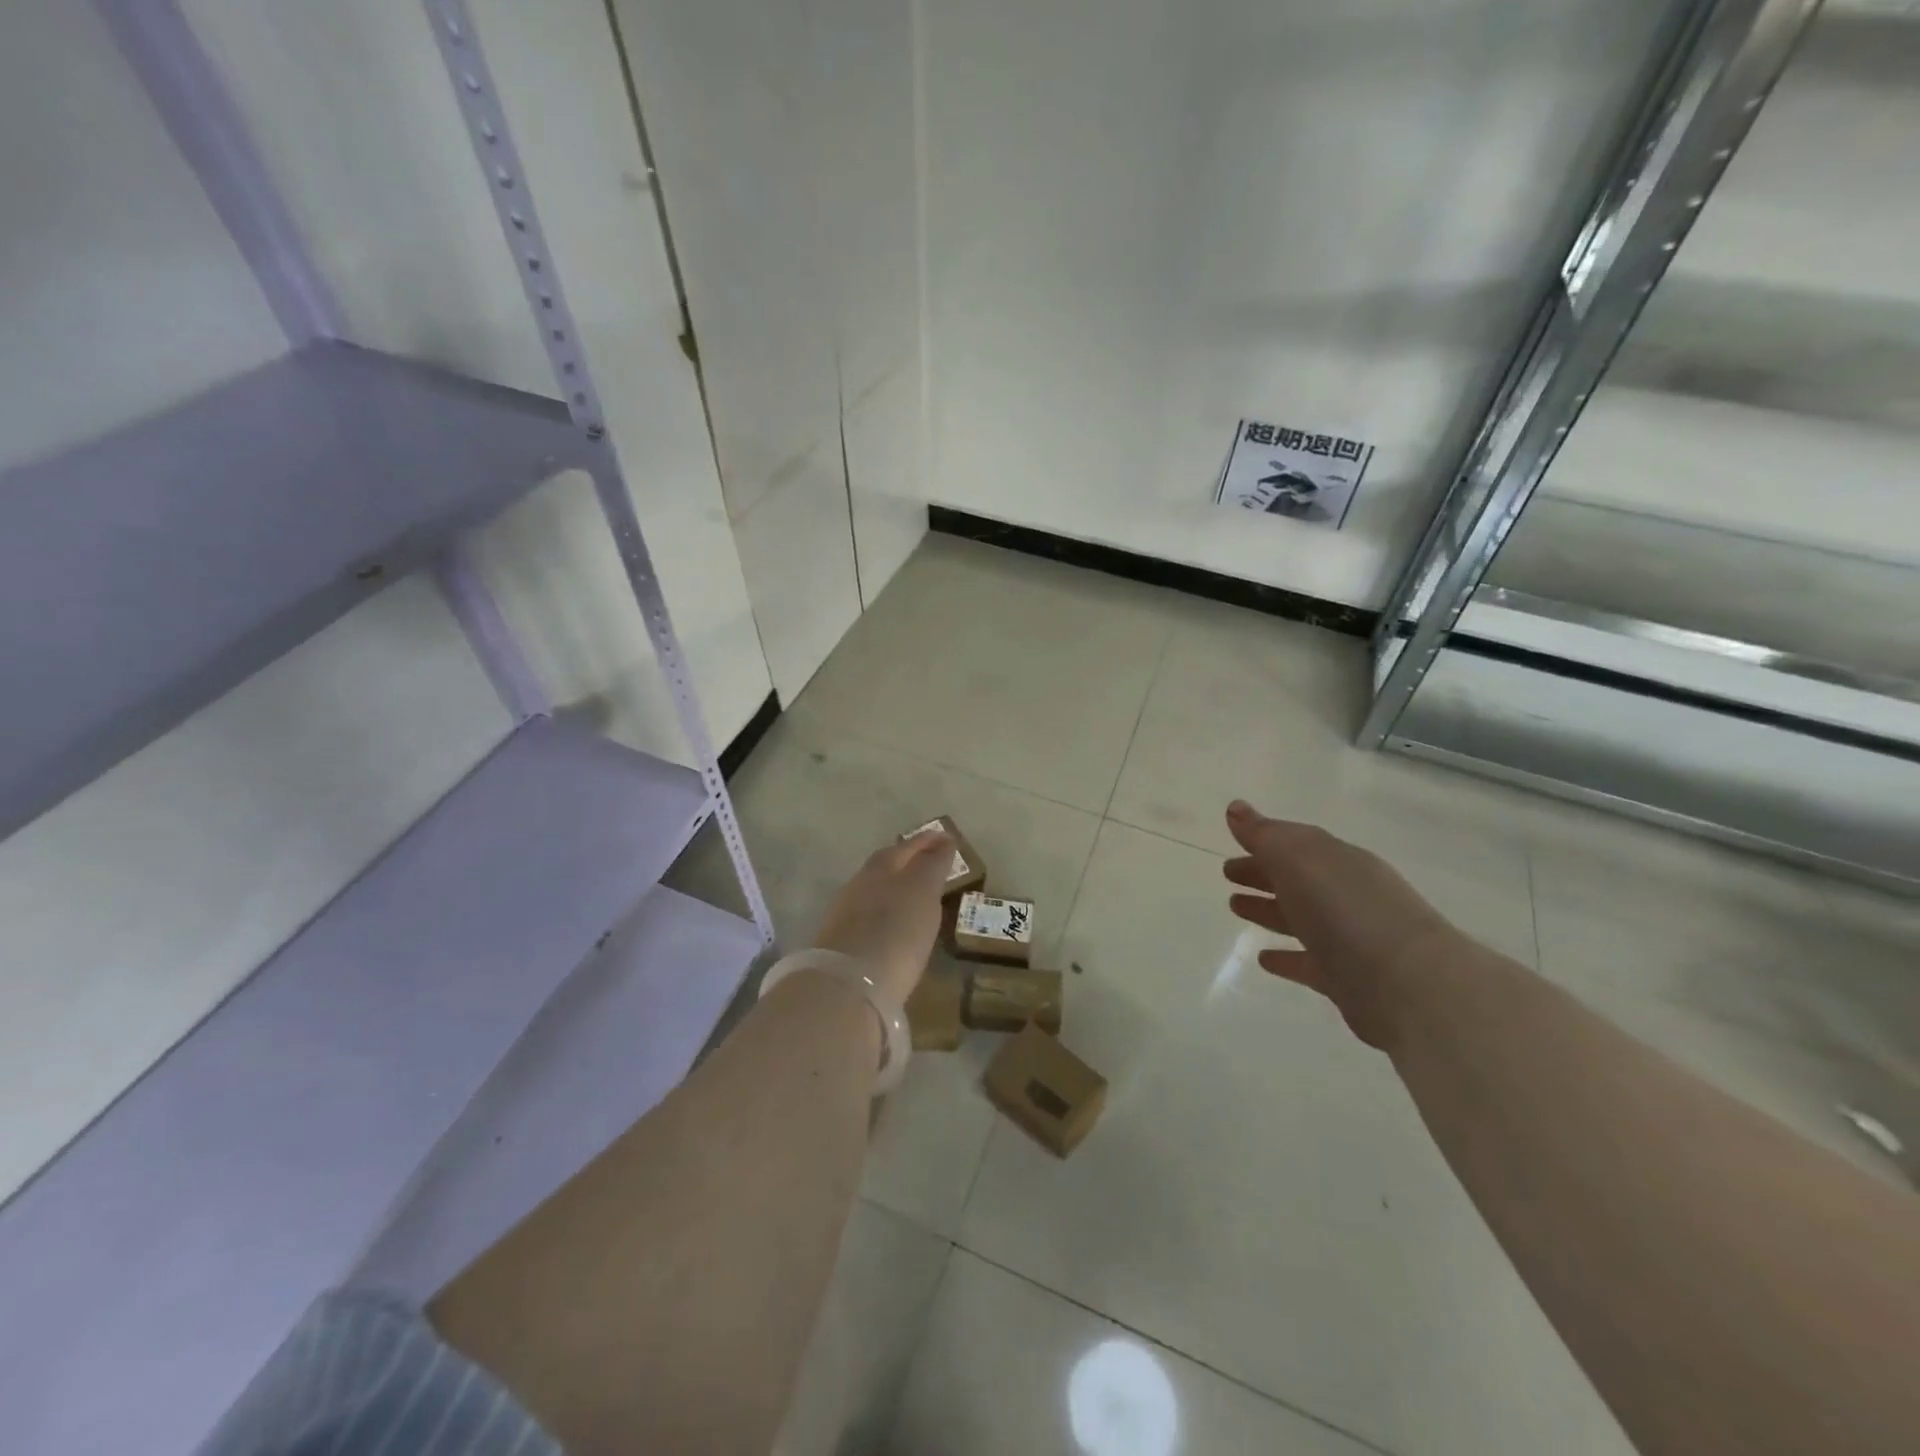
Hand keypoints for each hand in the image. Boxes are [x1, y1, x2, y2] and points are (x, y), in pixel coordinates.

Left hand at [811, 828, 954, 1006]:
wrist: (848, 985)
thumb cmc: (895, 932)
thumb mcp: (922, 893)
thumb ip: (932, 865)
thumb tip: (943, 841)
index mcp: (881, 867)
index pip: (906, 847)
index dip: (927, 841)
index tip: (946, 838)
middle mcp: (860, 884)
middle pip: (886, 865)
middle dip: (907, 860)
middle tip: (929, 861)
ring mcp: (846, 914)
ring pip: (875, 889)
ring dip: (895, 886)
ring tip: (916, 893)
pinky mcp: (841, 943)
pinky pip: (869, 914)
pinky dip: (886, 911)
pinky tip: (895, 923)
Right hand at [1222, 800, 1456, 1049]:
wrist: (1408, 984)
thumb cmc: (1346, 910)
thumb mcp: (1298, 860)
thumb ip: (1264, 835)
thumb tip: (1235, 808)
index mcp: (1337, 860)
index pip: (1295, 843)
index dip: (1262, 841)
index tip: (1231, 843)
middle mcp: (1346, 893)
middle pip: (1297, 878)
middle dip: (1262, 872)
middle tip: (1227, 873)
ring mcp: (1349, 937)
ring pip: (1300, 917)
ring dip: (1268, 910)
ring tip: (1235, 907)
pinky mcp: (1347, 978)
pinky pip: (1309, 961)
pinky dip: (1287, 957)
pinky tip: (1264, 959)